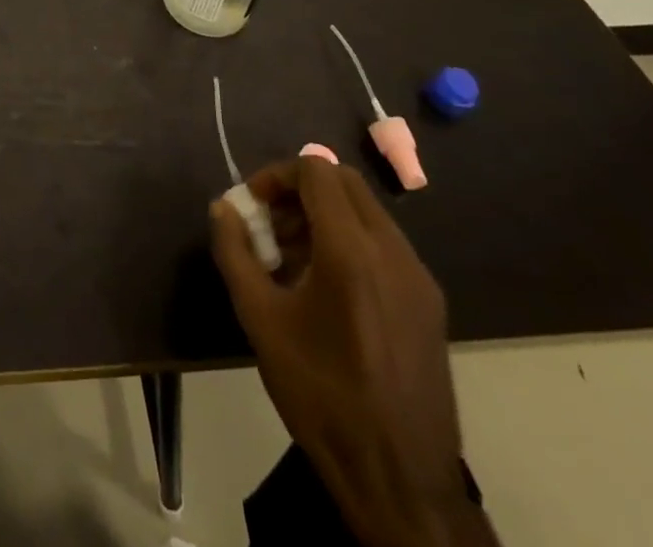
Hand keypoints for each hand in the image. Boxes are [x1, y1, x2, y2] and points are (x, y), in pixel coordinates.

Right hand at [210, 158, 491, 546]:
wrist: (401, 481)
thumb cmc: (321, 394)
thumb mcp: (260, 320)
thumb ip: (235, 253)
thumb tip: (223, 208)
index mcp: (351, 250)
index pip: (315, 170)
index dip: (276, 175)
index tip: (252, 205)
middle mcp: (392, 251)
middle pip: (344, 182)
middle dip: (300, 190)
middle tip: (270, 225)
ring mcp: (418, 277)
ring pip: (366, 211)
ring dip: (324, 216)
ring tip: (291, 259)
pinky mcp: (429, 302)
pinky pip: (384, 244)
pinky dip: (350, 241)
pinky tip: (326, 289)